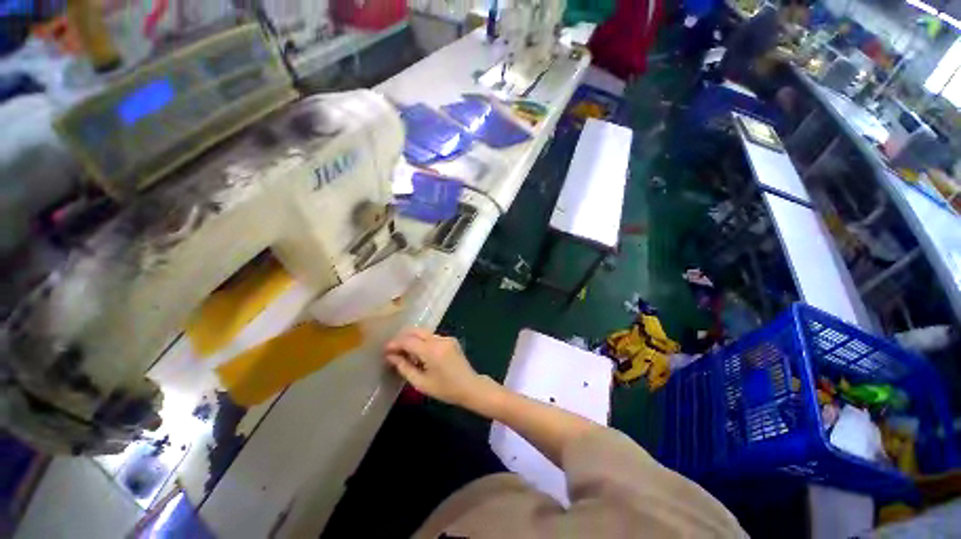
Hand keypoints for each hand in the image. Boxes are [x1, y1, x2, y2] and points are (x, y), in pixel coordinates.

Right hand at [384, 328, 493, 407]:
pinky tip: (419, 354)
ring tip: (404, 354)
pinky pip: (431, 336)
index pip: (408, 341)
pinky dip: (422, 341)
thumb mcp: (421, 383)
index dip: (395, 344)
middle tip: (392, 350)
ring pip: (423, 332)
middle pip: (416, 331)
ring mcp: (446, 338)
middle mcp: (439, 339)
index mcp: (431, 350)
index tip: (384, 351)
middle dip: (402, 338)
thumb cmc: (445, 389)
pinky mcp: (451, 339)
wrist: (470, 386)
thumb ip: (404, 367)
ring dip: (412, 339)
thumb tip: (391, 356)